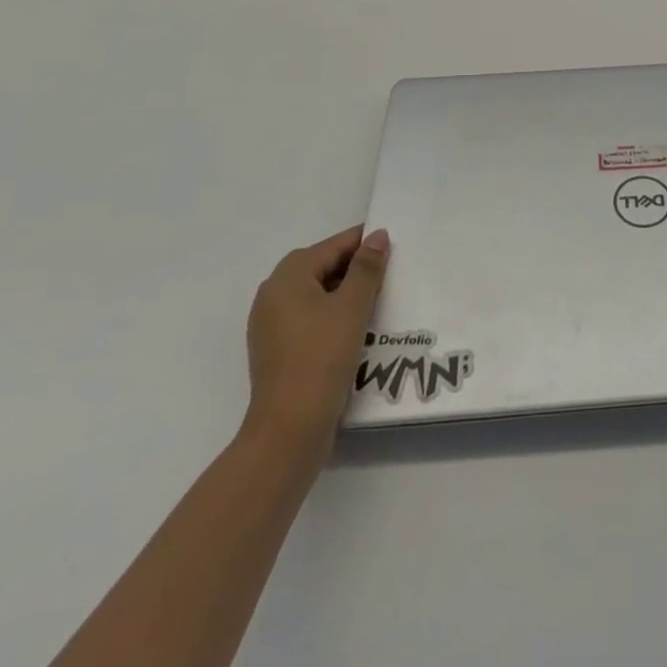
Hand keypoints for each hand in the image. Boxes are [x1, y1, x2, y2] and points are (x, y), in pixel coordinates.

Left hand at [242, 226, 390, 465]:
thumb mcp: (352, 307)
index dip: (364, 242)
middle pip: (322, 267)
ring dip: (345, 293)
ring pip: (316, 294)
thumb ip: (366, 267)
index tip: (395, 244)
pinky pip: (309, 318)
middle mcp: (272, 294)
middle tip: (390, 272)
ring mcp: (271, 325)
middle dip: (355, 267)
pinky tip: (356, 328)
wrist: (288, 430)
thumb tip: (377, 236)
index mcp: (287, 276)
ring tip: (379, 299)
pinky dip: (332, 315)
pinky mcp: (276, 350)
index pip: (333, 246)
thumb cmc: (321, 358)